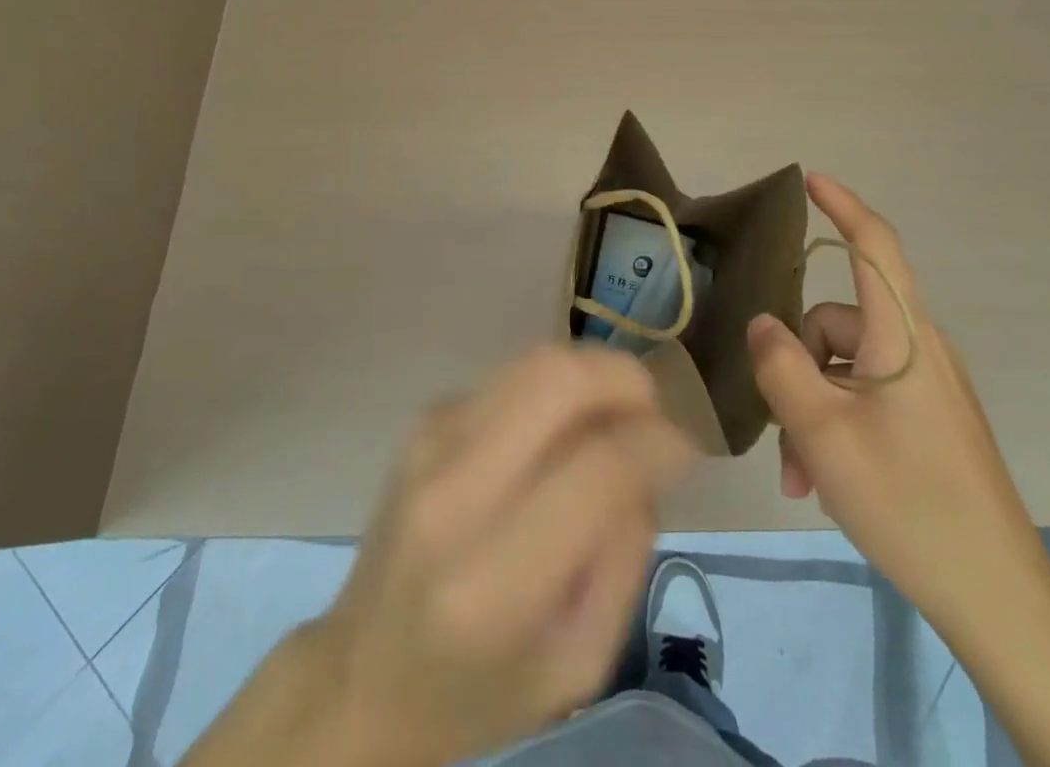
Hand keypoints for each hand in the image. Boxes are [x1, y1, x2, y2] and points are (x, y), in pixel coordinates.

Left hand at [189, 346, 693, 766]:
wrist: (362, 674)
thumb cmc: (478, 689)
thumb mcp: (578, 664)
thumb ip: (625, 556)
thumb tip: (650, 453)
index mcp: (491, 582)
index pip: (597, 469)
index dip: (659, 443)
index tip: (687, 450)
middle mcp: (452, 491)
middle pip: (558, 379)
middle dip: (626, 379)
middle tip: (654, 412)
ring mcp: (430, 439)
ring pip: (536, 360)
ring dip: (594, 375)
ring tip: (616, 417)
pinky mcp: (426, 415)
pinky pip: (513, 374)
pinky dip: (557, 387)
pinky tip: (562, 430)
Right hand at [747, 174, 1047, 637]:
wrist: (998, 599)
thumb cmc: (907, 501)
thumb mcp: (822, 433)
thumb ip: (781, 366)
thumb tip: (762, 323)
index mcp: (902, 336)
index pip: (875, 246)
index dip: (843, 205)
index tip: (811, 178)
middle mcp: (919, 349)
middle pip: (838, 323)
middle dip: (796, 366)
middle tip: (781, 434)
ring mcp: (928, 386)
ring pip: (846, 367)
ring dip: (812, 407)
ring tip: (802, 474)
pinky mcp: (932, 419)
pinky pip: (868, 397)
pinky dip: (838, 424)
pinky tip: (825, 479)